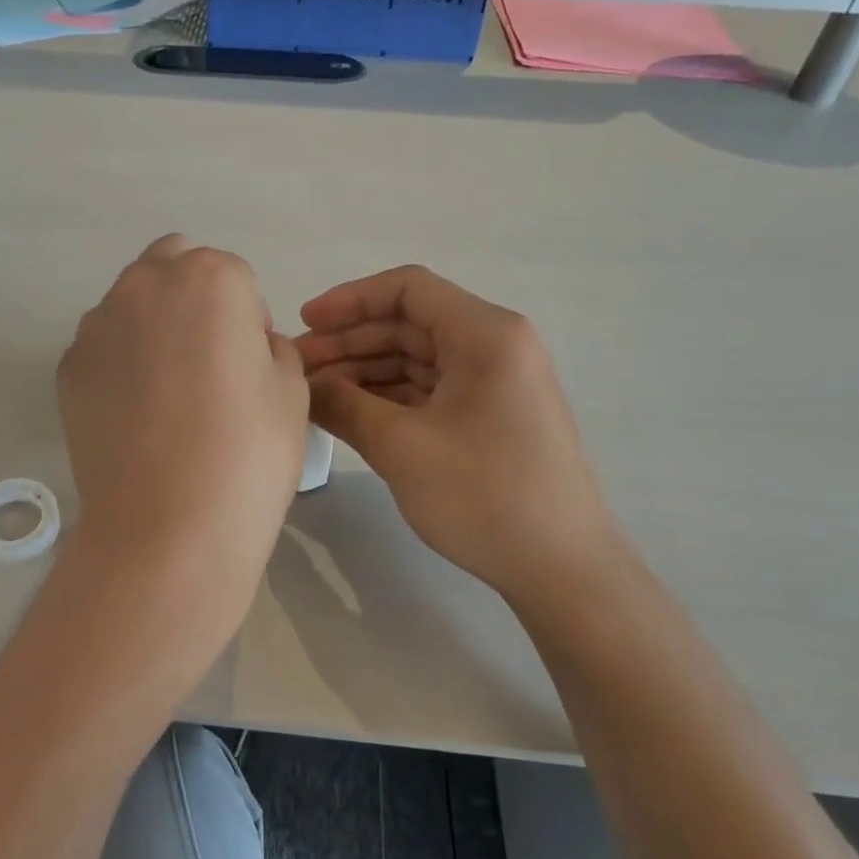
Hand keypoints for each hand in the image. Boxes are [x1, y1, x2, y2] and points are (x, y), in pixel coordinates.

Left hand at [57, 234, 308, 619]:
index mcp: (210, 279)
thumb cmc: (247, 454)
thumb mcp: (292, 391)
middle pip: (174, 267)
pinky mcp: (67, 367)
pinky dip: (120, 363)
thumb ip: (272, 347)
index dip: (248, 317)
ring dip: (153, 327)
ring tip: (168, 395)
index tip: (250, 364)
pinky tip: (136, 417)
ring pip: (132, 304)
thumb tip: (246, 346)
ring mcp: (97, 326)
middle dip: (194, 298)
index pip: (235, 275)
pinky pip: (103, 347)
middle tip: (209, 361)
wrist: (167, 528)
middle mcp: (145, 286)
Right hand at [296, 265, 626, 602]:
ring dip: (363, 372)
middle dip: (349, 342)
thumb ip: (344, 405)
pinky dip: (387, 398)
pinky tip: (348, 413)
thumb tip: (302, 385)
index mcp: (486, 335)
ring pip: (415, 360)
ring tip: (312, 393)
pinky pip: (428, 391)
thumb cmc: (484, 496)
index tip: (304, 323)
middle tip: (296, 368)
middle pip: (408, 325)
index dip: (350, 301)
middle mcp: (494, 347)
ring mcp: (493, 384)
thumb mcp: (401, 447)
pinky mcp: (488, 417)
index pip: (408, 290)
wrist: (561, 568)